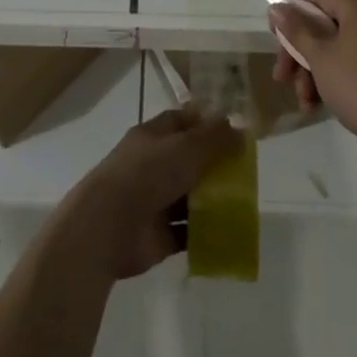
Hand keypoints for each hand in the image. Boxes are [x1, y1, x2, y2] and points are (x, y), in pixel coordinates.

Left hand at [52, 107, 241, 279]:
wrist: (108, 226)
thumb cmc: (147, 174)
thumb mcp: (186, 148)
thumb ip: (214, 138)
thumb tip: (241, 128)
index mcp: (153, 136)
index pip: (182, 121)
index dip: (206, 122)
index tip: (234, 130)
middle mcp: (153, 165)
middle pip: (189, 160)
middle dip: (215, 164)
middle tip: (247, 171)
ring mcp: (155, 201)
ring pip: (190, 196)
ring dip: (213, 200)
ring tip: (246, 203)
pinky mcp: (159, 235)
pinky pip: (188, 231)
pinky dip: (206, 233)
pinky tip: (231, 233)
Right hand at [271, 0, 356, 150]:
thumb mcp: (321, 57)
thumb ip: (296, 30)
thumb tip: (276, 7)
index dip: (292, 15)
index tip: (276, 41)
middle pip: (325, 24)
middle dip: (300, 52)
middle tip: (283, 78)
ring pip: (338, 47)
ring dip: (314, 71)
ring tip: (304, 103)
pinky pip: (355, 63)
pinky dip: (336, 78)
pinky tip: (322, 105)